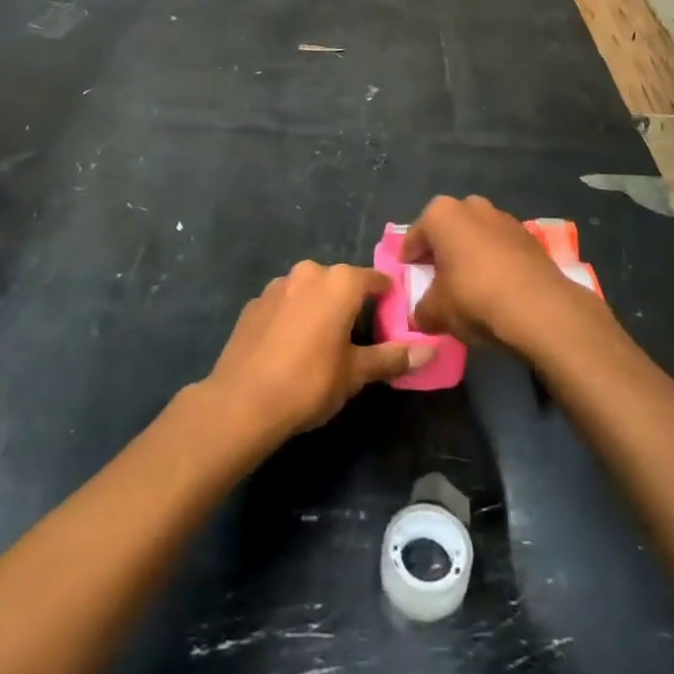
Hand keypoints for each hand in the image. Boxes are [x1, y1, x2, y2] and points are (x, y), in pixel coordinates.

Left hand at [204, 261, 435, 449]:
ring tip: (321, 346)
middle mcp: (309, 272)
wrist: (241, 401)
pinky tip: (289, 349)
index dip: (388, 298)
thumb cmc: (309, 383)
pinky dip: (292, 318)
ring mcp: (277, 285)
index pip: (375, 280)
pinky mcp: (253, 303)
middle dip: (351, 305)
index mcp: (340, 282)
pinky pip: (284, 304)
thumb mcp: (356, 373)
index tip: (394, 319)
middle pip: (340, 283)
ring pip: (310, 291)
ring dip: (319, 309)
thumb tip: (432, 350)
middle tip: (357, 340)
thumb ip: (393, 357)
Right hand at [406, 196, 596, 351]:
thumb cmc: (475, 298)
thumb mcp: (436, 311)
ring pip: (475, 236)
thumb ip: (421, 310)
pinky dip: (494, 262)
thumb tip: (421, 314)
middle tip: (438, 281)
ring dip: (470, 255)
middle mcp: (471, 205)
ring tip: (469, 286)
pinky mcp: (528, 235)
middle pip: (447, 231)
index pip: (414, 237)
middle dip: (441, 252)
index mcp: (441, 214)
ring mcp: (503, 217)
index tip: (409, 279)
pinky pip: (500, 247)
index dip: (409, 261)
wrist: (540, 307)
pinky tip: (496, 287)